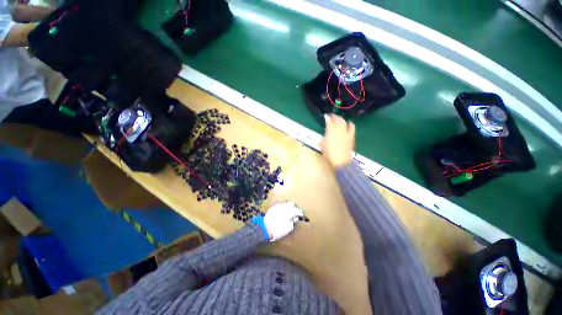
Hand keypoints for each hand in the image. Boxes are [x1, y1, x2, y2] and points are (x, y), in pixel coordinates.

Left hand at [263, 201, 303, 241]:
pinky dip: (282, 209)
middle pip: (291, 204)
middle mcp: (284, 207)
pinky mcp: (273, 207)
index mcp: (289, 212)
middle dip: (294, 208)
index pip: (297, 210)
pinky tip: (281, 214)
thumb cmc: (278, 230)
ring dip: (287, 208)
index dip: (300, 213)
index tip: (300, 215)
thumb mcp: (289, 228)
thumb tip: (294, 218)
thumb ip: (293, 221)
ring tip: (287, 214)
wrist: (265, 229)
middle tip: (294, 213)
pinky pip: (280, 206)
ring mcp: (278, 206)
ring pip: (285, 204)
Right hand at [320, 114, 354, 167]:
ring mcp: (346, 133)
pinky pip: (352, 128)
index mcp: (330, 132)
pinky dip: (350, 124)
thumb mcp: (323, 147)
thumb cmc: (330, 155)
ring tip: (339, 119)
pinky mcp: (351, 136)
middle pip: (337, 120)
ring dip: (341, 119)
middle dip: (334, 116)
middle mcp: (338, 130)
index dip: (327, 118)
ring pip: (344, 122)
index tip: (326, 116)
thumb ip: (323, 141)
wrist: (341, 161)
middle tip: (332, 116)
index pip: (329, 122)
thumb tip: (323, 138)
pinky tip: (349, 123)